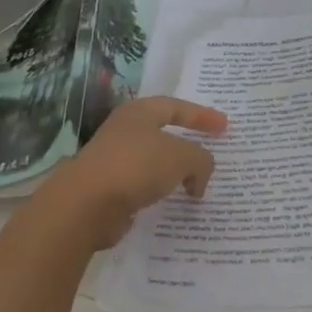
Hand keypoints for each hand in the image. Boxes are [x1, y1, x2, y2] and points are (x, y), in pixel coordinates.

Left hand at [35, 97, 228, 251]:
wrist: (86, 204)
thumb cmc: (136, 167)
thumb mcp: (182, 157)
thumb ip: (201, 160)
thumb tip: (198, 178)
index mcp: (139, 113)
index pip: (176, 107)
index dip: (202, 116)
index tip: (225, 127)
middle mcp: (124, 131)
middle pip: (162, 132)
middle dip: (187, 143)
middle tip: (209, 152)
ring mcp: (113, 160)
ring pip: (152, 161)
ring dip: (174, 170)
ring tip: (195, 183)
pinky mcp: (109, 188)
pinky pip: (143, 185)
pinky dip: (161, 190)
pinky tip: (173, 202)